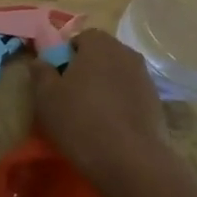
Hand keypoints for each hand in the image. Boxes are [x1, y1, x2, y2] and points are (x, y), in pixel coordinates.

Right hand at [29, 29, 173, 187]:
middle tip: (71, 95)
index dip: (67, 54)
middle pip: (102, 54)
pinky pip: (131, 93)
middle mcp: (126, 53)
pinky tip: (111, 125)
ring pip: (117, 74)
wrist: (130, 159)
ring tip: (91, 113)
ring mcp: (145, 77)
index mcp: (99, 44)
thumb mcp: (47, 97)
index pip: (82, 37)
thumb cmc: (80, 121)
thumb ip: (41, 73)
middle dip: (87, 69)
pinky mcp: (156, 101)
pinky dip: (120, 102)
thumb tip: (40, 61)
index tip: (58, 78)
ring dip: (105, 86)